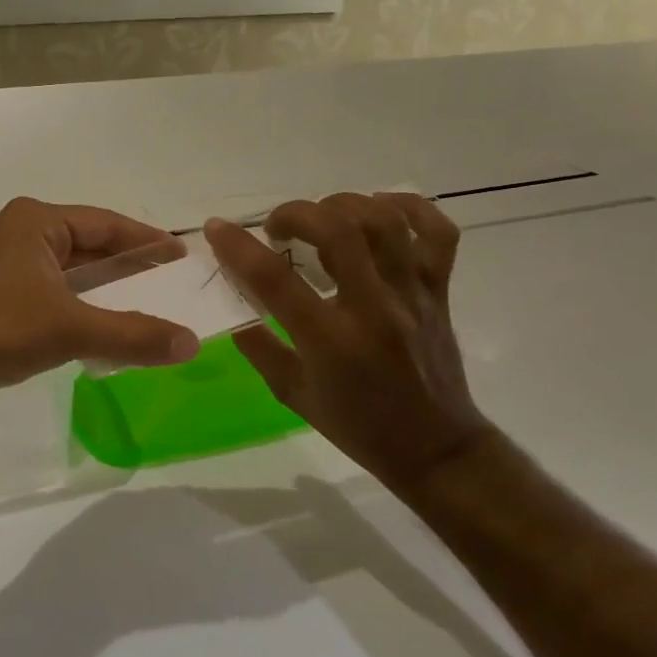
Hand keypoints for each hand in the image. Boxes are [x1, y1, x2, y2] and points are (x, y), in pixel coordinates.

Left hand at [0, 198, 199, 404]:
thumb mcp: (71, 328)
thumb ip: (133, 334)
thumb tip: (191, 343)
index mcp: (37, 221)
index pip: (106, 224)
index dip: (146, 240)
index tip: (181, 256)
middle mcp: (22, 233)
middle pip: (90, 248)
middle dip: (129, 270)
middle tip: (171, 287)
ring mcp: (8, 264)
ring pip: (72, 274)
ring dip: (106, 293)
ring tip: (149, 310)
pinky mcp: (0, 295)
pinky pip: (54, 294)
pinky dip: (82, 309)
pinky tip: (106, 331)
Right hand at [205, 192, 497, 499]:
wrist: (435, 450)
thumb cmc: (358, 427)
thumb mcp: (293, 393)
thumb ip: (258, 345)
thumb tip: (234, 298)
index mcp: (331, 342)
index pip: (275, 279)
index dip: (238, 246)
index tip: (216, 228)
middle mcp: (374, 309)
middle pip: (338, 231)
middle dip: (296, 213)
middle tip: (277, 227)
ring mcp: (413, 296)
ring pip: (386, 222)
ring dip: (344, 205)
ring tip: (322, 217)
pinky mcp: (439, 291)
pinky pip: (438, 234)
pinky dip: (410, 208)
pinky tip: (380, 209)